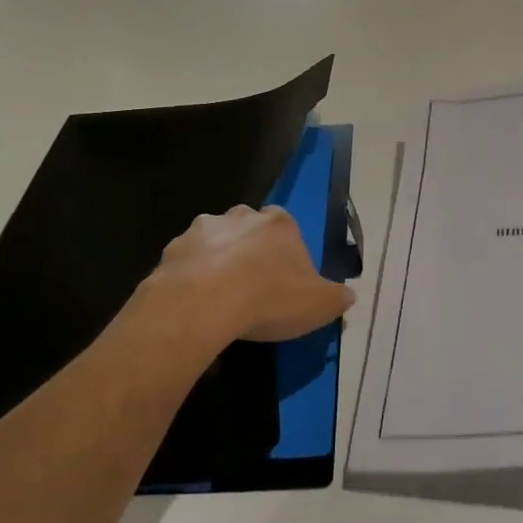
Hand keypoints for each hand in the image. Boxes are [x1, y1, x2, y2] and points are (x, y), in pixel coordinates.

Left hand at [147, 204, 355, 348]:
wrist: (203, 303)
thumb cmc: (270, 298)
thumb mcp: (319, 305)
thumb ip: (337, 298)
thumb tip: (349, 297)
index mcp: (280, 224)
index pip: (286, 226)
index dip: (285, 251)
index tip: (283, 277)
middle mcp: (242, 217)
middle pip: (248, 227)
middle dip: (249, 248)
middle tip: (251, 284)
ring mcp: (203, 230)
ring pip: (214, 239)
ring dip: (217, 259)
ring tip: (219, 295)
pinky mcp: (173, 249)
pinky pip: (186, 260)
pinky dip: (190, 275)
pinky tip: (194, 302)